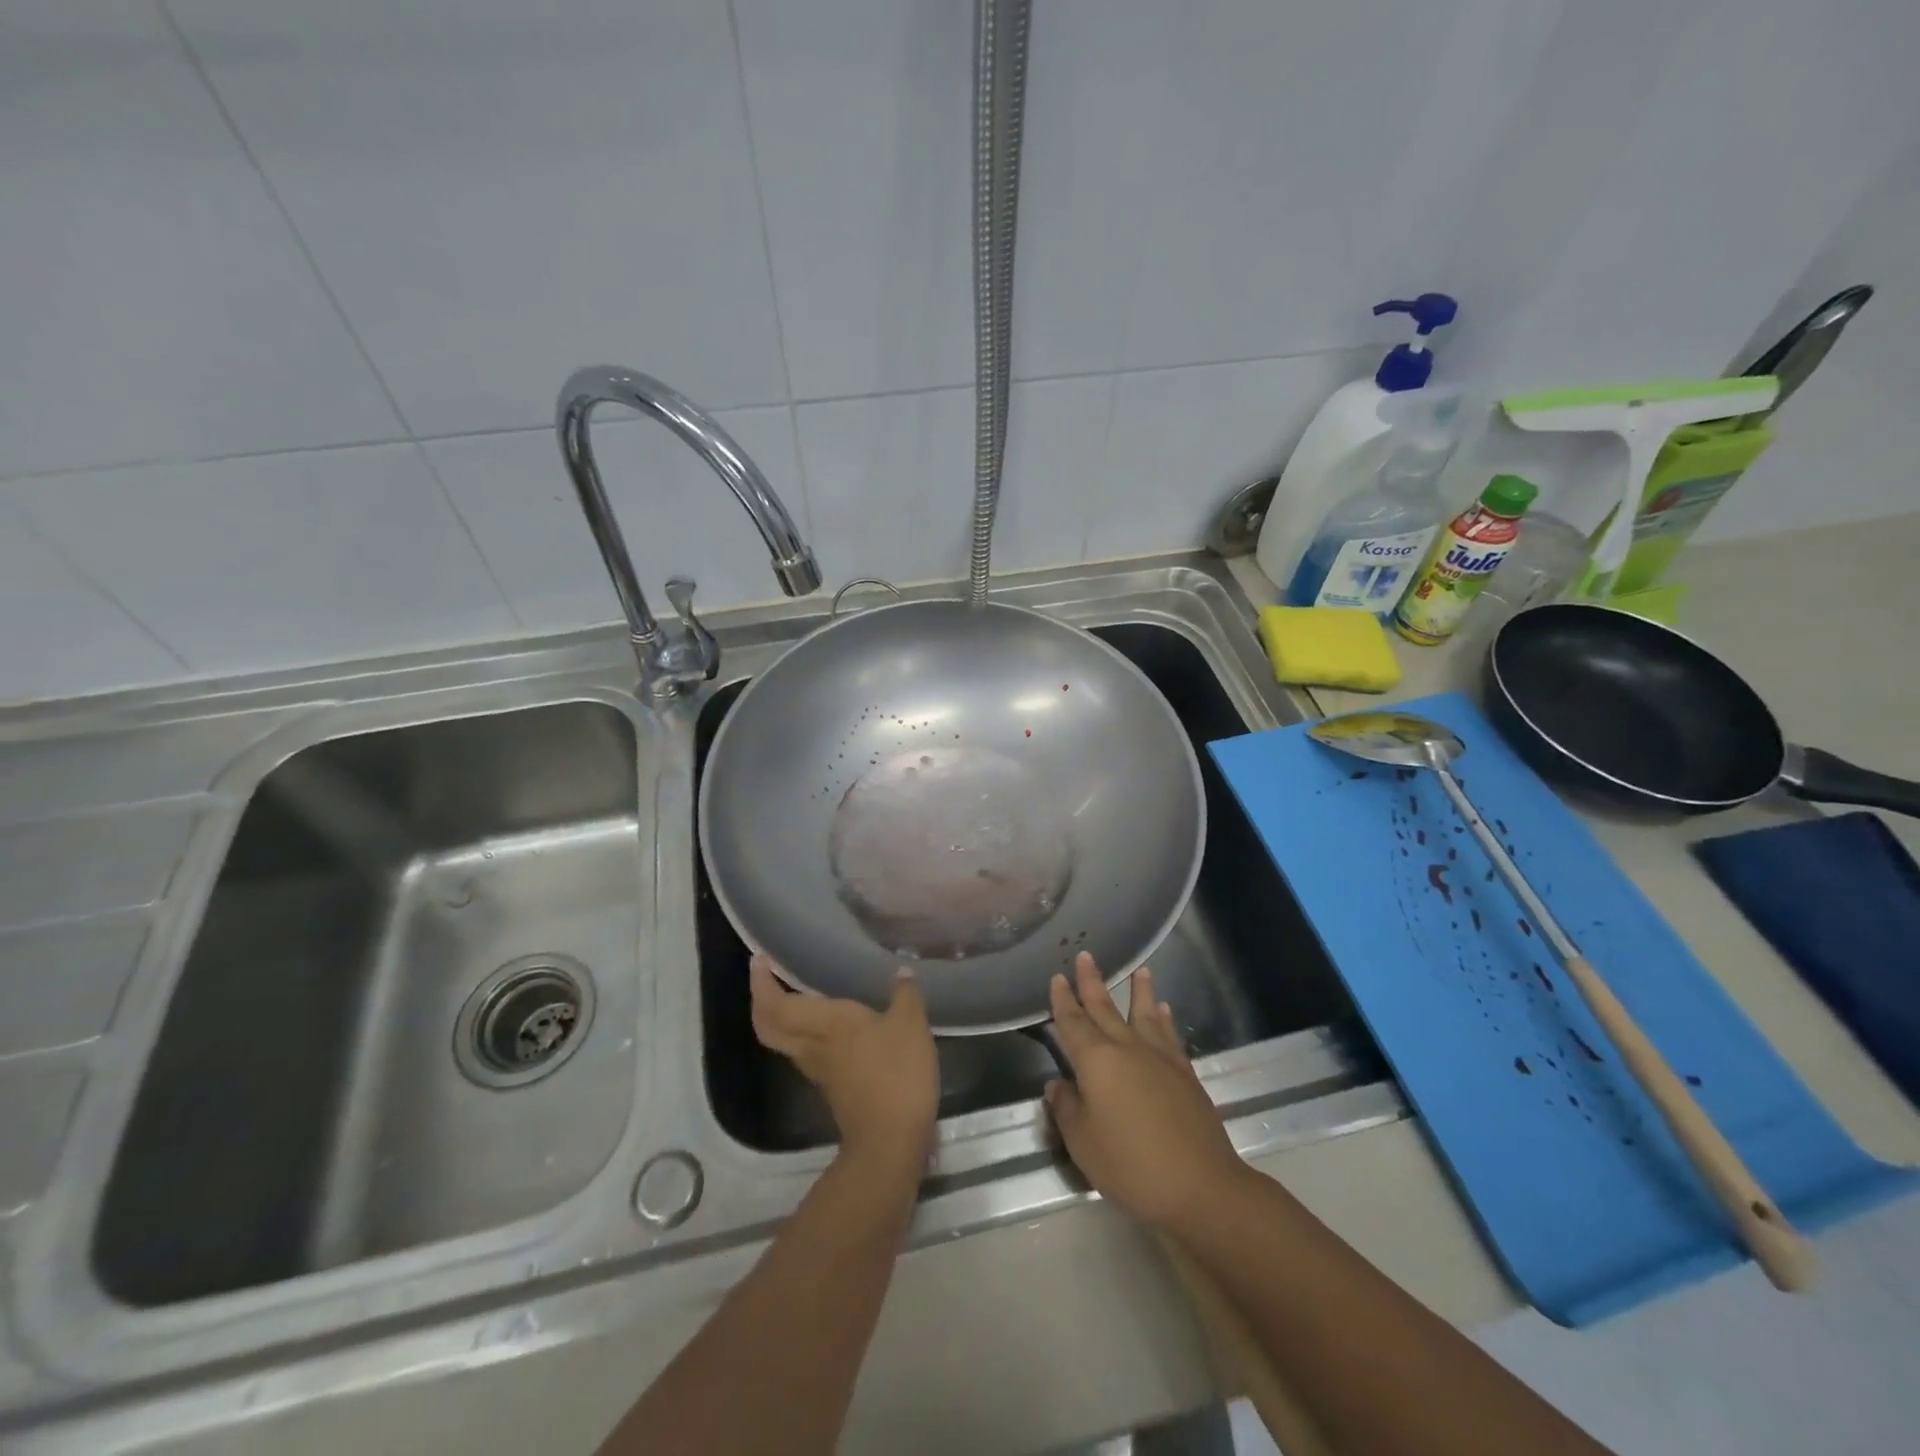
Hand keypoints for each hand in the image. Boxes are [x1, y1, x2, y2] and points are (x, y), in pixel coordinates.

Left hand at [750, 953, 939, 1171]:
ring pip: (784, 1039)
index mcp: (825, 1022)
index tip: (759, 960)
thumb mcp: (910, 1025)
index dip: (761, 982)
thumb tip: (902, 970)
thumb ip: (905, 994)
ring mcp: (818, 1069)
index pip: (776, 1003)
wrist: (890, 1140)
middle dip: (761, 1000)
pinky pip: (803, 1051)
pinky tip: (827, 1024)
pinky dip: (802, 1032)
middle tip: (767, 976)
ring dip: (779, 1017)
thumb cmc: (896, 1074)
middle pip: (768, 1024)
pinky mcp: (830, 1086)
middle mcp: (812, 1044)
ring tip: (795, 993)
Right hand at [1044, 952, 1248, 1230]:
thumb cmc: (1130, 1164)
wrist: (1200, 1186)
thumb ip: (1066, 1108)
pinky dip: (1165, 1020)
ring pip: (1143, 1014)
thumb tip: (1058, 1084)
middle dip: (1092, 982)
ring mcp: (1159, 1058)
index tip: (1057, 977)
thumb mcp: (1082, 1142)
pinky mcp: (1184, 1074)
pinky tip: (1164, 1011)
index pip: (1073, 1022)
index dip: (1062, 1001)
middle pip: (1105, 1008)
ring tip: (1140, 969)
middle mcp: (1127, 1048)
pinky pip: (1170, 1035)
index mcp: (1096, 1060)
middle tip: (1085, 955)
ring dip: (1139, 990)